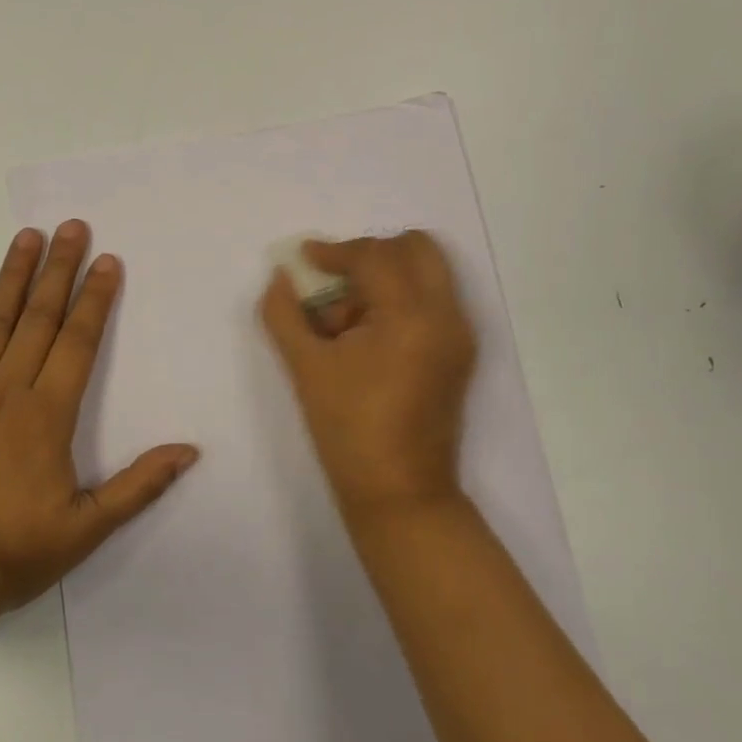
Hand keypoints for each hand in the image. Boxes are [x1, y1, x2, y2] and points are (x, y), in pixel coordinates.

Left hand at [0, 221, 199, 609]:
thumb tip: (190, 451)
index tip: (107, 260)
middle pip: (39, 318)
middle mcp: (7, 390)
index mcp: (47, 414)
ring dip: (11, 277)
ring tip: (25, 236)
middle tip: (71, 227)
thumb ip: (139, 485)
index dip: (96, 298)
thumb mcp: (88, 528)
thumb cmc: (14, 552)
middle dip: (59, 269)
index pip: (78, 341)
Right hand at [259, 232, 476, 523]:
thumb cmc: (349, 430)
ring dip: (387, 275)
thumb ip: (284, 313)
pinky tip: (367, 336)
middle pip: (416, 248)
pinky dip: (401, 298)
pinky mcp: (460, 352)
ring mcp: (459, 334)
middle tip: (335, 280)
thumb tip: (281, 276)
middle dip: (371, 253)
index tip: (304, 258)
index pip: (374, 257)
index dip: (334, 252)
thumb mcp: (305, 367)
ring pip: (428, 272)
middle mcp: (446, 315)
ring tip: (347, 319)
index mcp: (410, 316)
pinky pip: (433, 300)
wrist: (400, 493)